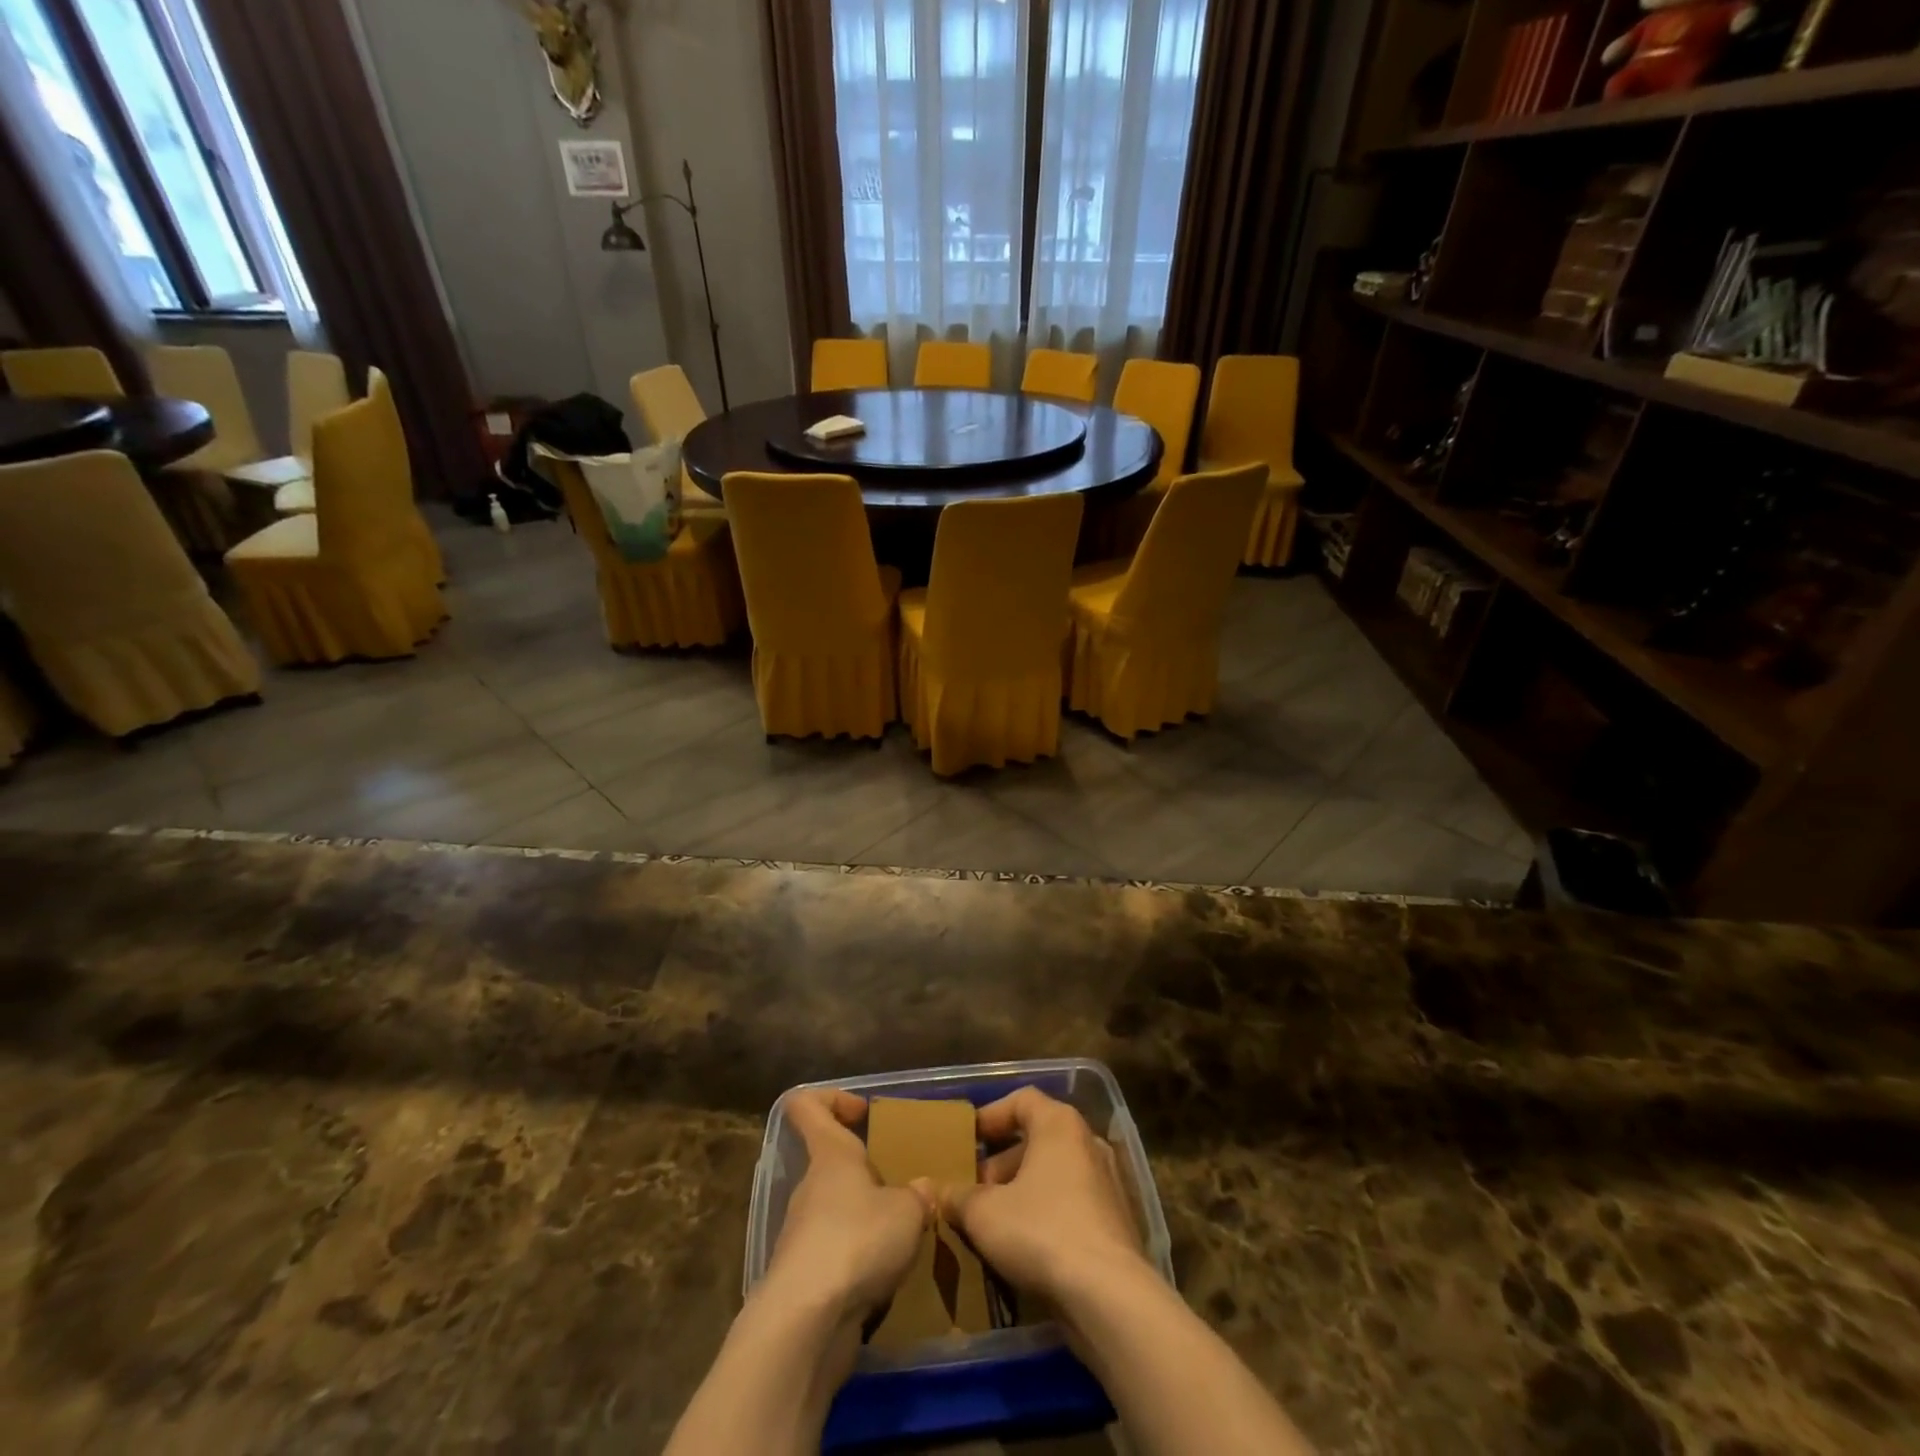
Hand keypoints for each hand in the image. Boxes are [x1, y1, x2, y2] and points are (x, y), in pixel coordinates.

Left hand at [761, 1089, 932, 1327]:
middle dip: (869, 1172)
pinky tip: (889, 1276)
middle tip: (906, 1186)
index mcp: (830, 1154)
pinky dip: (861, 1261)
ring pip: (838, 1211)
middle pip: (833, 1163)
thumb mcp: (907, 1211)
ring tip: (906, 1236)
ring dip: (868, 1220)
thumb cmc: (857, 1241)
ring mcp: (803, 1234)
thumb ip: (918, 1194)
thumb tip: (923, 1188)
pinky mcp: (806, 1279)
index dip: (833, 1099)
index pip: (806, 1105)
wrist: (806, 1324)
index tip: (865, 1113)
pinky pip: (837, 1254)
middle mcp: (810, 1187)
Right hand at [938, 1088, 1144, 1303]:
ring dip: (1022, 1191)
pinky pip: (1073, 1204)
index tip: (967, 1139)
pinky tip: (1024, 1247)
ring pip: (1055, 1174)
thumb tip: (933, 1191)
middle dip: (1001, 1163)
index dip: (991, 1115)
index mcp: (1059, 1124)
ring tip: (993, 1222)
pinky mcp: (1117, 1221)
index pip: (1022, 1100)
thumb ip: (956, 1197)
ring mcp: (1108, 1182)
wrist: (1110, 1296)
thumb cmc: (1042, 1232)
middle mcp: (1087, 1142)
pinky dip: (1047, 1214)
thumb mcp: (984, 1214)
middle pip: (1037, 1139)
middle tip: (974, 1190)